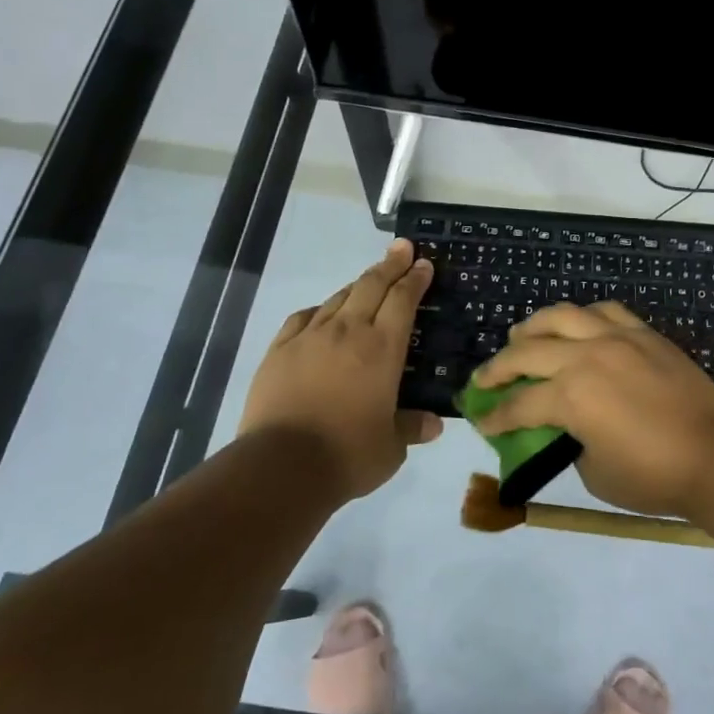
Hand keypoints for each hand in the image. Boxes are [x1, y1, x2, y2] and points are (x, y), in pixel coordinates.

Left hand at [239, 239, 442, 501]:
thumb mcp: (391, 447)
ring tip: (368, 281)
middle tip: (402, 248)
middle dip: (390, 264)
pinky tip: (322, 314)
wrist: (281, 466)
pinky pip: (304, 318)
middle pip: (371, 285)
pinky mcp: (280, 350)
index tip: (423, 263)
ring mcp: (310, 337)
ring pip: (338, 298)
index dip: (415, 279)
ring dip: (358, 285)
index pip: (403, 300)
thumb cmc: (348, 455)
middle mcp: (348, 332)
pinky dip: (320, 310)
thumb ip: (411, 428)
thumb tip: (434, 425)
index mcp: (382, 349)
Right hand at [469, 302, 713, 517]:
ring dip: (534, 326)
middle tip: (485, 380)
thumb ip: (571, 443)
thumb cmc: (654, 475)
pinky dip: (583, 316)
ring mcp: (617, 338)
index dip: (496, 416)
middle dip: (498, 368)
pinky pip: (605, 311)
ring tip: (520, 336)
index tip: (482, 421)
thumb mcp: (595, 473)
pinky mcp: (644, 333)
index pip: (519, 405)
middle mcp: (586, 356)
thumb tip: (566, 428)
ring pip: (562, 316)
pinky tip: (576, 325)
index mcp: (570, 396)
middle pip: (528, 351)